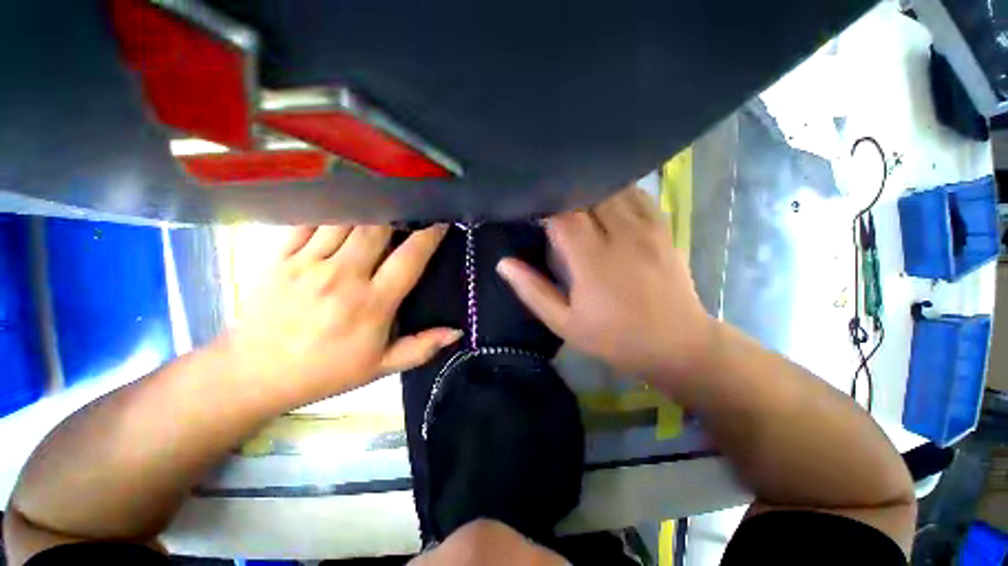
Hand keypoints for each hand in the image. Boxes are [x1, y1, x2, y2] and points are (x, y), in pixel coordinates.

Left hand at [224, 224, 460, 407]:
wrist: (253, 373)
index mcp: (371, 304)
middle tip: (409, 207)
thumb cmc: (324, 371)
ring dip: (366, 208)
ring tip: (380, 202)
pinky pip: (309, 222)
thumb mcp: (380, 367)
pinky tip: (342, 207)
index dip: (429, 235)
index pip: (409, 258)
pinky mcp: (280, 257)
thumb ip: (421, 348)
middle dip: (397, 212)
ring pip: (344, 219)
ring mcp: (308, 264)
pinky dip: (330, 211)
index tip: (440, 220)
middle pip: (376, 228)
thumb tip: (456, 332)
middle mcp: (342, 277)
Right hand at [497, 187, 714, 381]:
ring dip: (589, 189)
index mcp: (592, 261)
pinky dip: (616, 190)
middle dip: (564, 193)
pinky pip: (637, 194)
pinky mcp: (663, 228)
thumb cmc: (614, 338)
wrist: (676, 344)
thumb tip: (504, 264)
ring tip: (574, 198)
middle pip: (588, 193)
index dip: (543, 206)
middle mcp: (621, 236)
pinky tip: (605, 199)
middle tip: (549, 201)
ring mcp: (647, 228)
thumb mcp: (564, 324)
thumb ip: (533, 291)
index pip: (562, 215)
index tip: (530, 208)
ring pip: (613, 187)